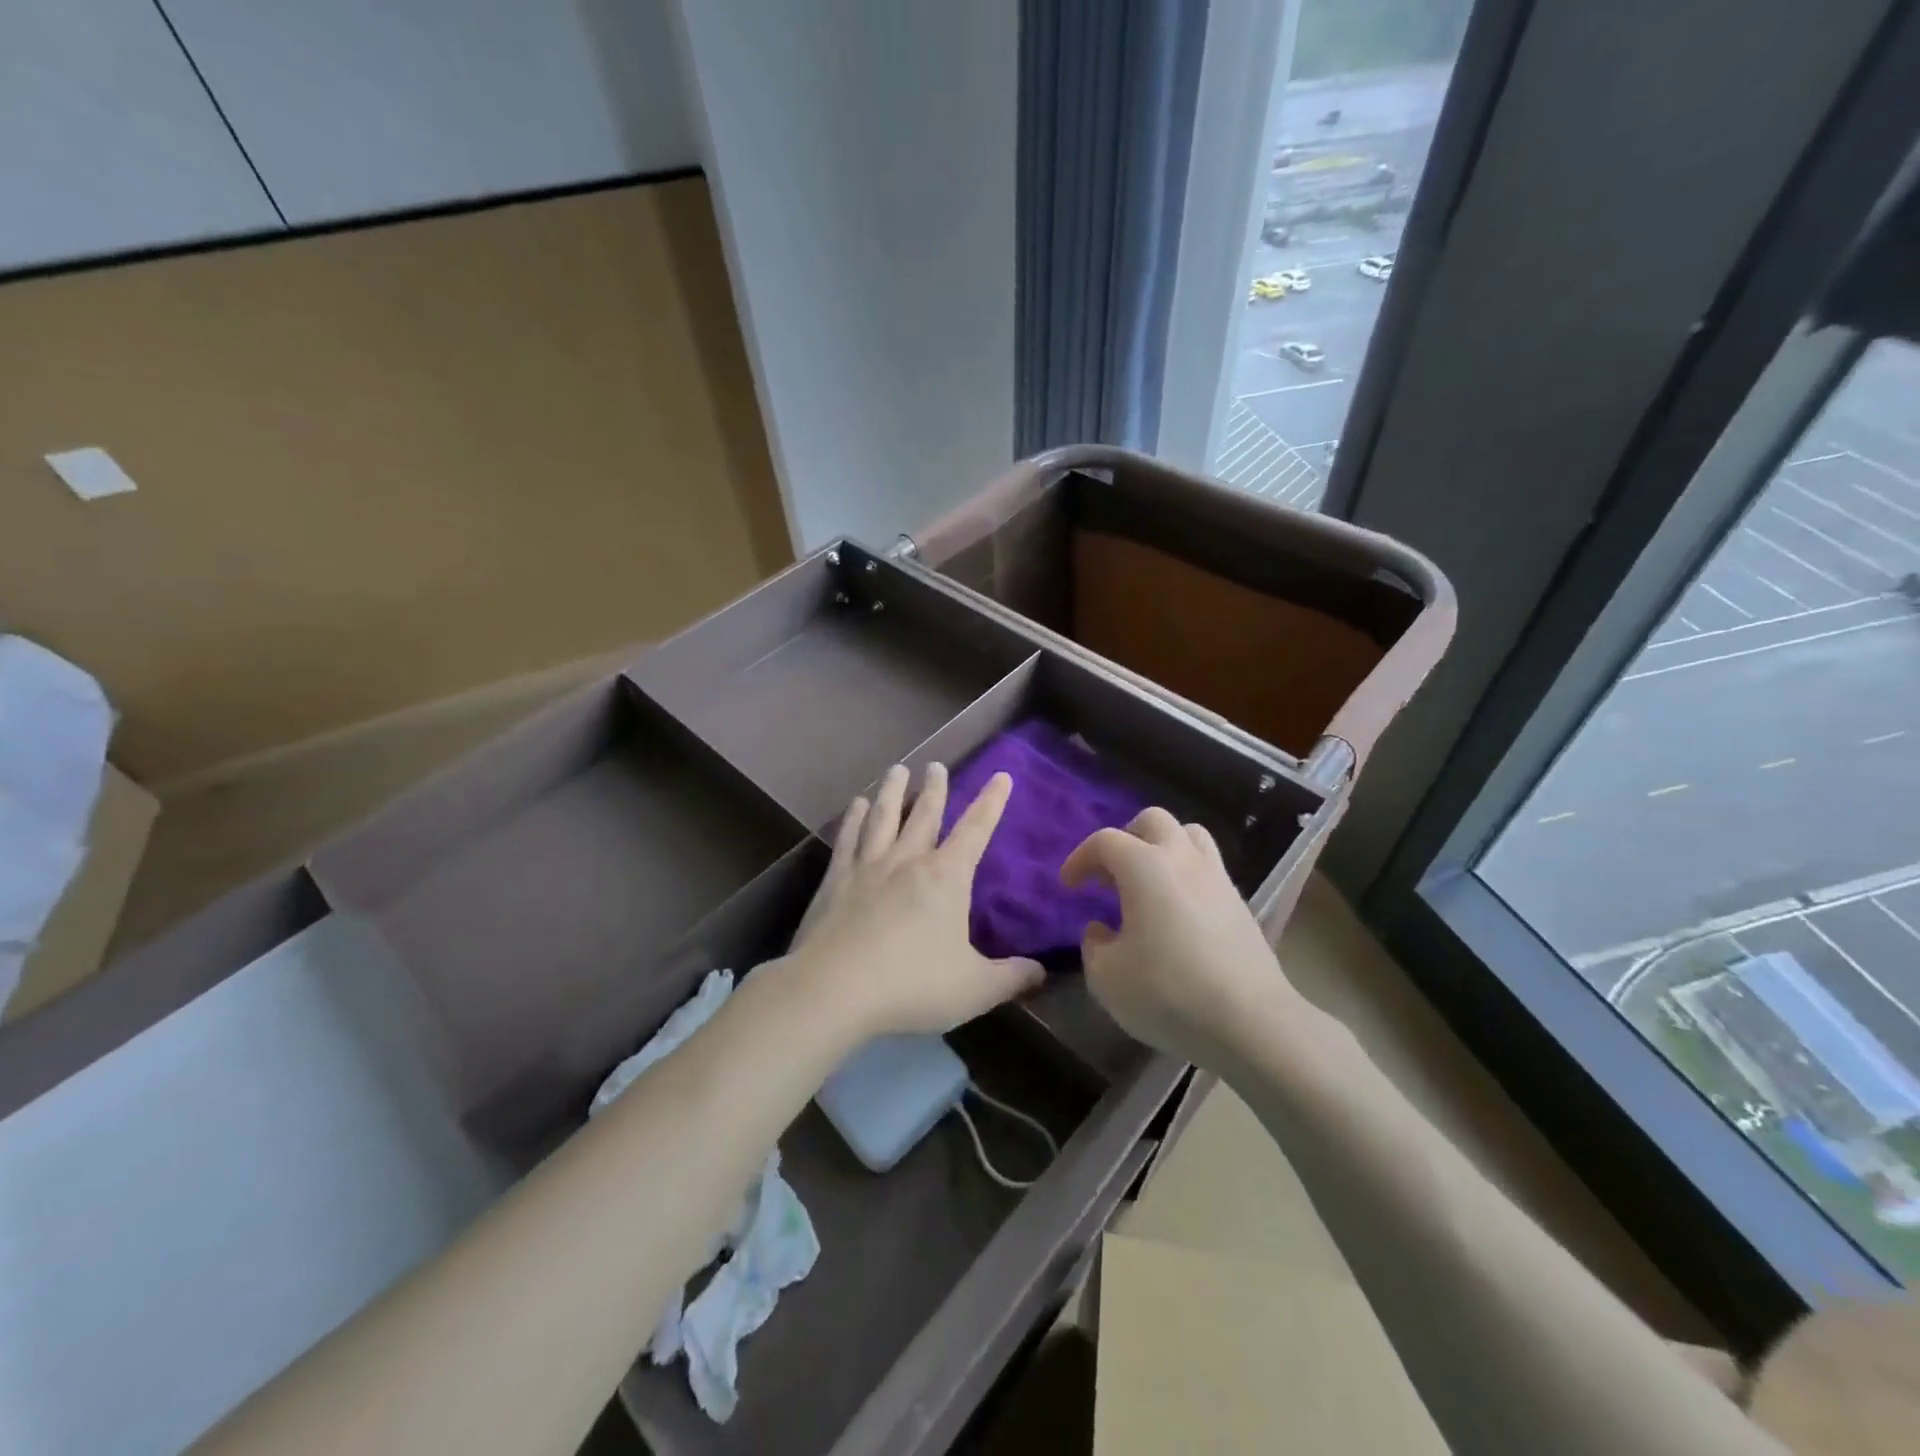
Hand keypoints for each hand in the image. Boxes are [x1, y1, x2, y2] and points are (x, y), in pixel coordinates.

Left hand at [787, 763, 1044, 1038]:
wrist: (834, 988)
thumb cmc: (912, 985)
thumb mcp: (974, 989)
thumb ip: (1011, 978)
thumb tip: (1041, 972)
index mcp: (946, 877)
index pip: (976, 830)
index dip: (991, 802)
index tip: (1000, 775)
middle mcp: (908, 861)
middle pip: (924, 815)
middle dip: (935, 789)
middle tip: (935, 765)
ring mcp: (868, 867)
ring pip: (883, 817)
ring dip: (891, 791)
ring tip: (896, 769)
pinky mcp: (835, 880)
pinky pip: (848, 838)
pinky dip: (853, 818)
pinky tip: (855, 804)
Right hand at [1061, 808, 1302, 1070]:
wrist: (1251, 1022)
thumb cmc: (1169, 993)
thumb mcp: (1107, 978)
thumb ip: (1094, 946)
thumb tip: (1102, 930)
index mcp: (1145, 867)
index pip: (1105, 841)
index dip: (1081, 858)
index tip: (1069, 885)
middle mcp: (1183, 859)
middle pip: (1153, 821)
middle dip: (1126, 839)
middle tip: (1111, 876)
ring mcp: (1217, 878)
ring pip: (1189, 836)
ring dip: (1162, 849)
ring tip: (1148, 884)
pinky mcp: (1240, 903)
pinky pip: (1208, 868)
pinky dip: (1186, 876)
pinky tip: (1177, 913)